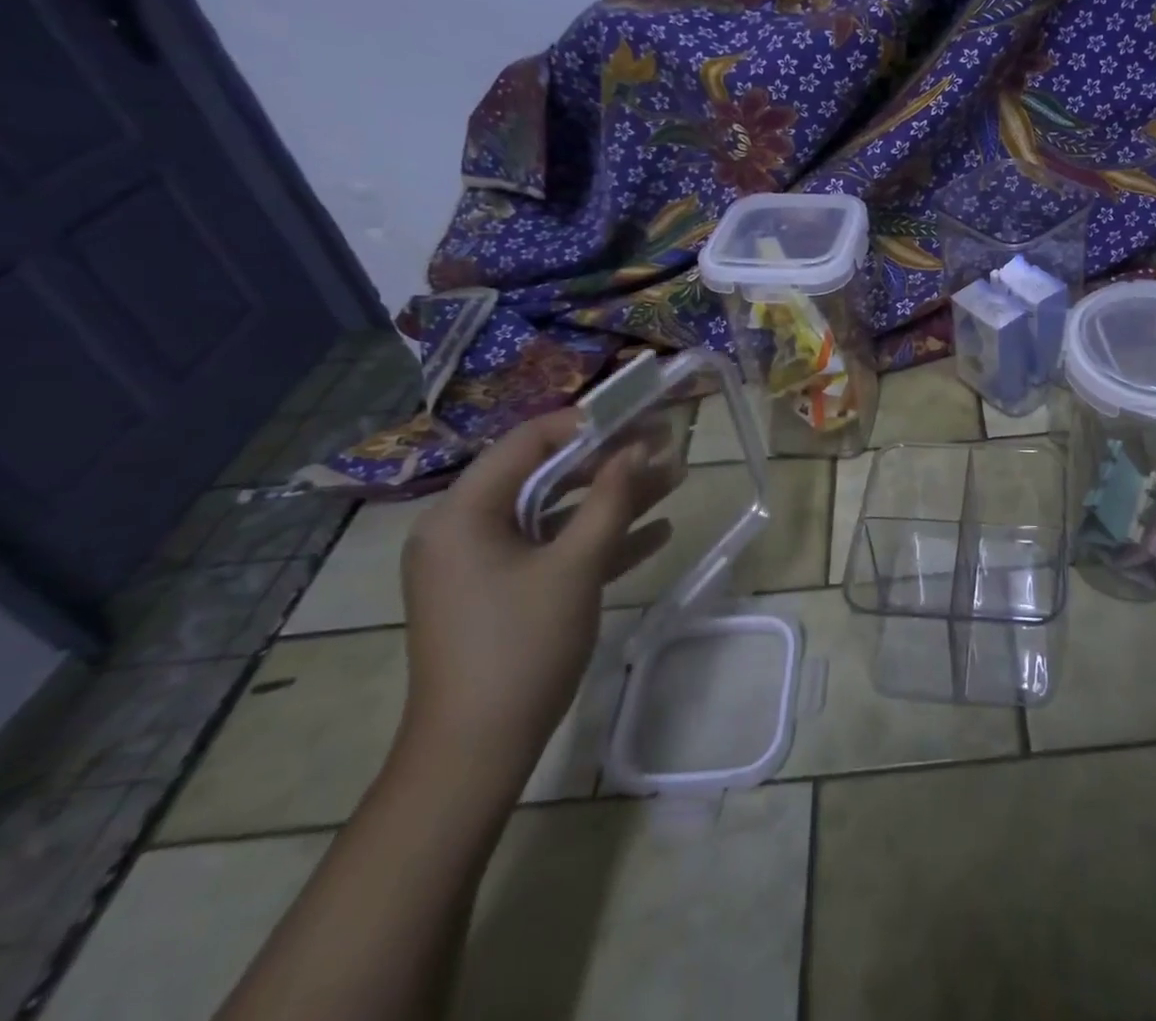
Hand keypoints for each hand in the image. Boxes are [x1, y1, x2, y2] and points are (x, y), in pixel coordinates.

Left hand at [397, 409, 679, 791]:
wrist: (475, 754)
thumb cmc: (521, 647)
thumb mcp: (576, 566)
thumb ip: (610, 499)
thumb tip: (639, 446)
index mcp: (464, 513)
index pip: (529, 442)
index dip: (589, 423)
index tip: (642, 416)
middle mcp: (466, 528)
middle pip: (548, 475)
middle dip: (613, 462)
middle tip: (669, 446)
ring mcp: (484, 563)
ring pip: (557, 512)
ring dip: (615, 499)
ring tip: (677, 479)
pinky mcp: (503, 591)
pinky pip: (554, 549)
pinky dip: (599, 539)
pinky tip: (657, 534)